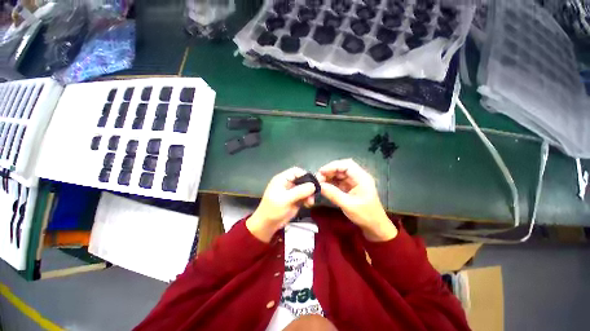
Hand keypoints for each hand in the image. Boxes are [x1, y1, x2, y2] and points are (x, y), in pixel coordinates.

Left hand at [247, 167, 315, 242]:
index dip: (305, 175)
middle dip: (309, 186)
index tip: (313, 183)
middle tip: (313, 195)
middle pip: (302, 179)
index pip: (296, 171)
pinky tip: (308, 205)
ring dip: (309, 194)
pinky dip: (308, 199)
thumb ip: (299, 191)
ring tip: (310, 202)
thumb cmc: (273, 210)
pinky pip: (304, 196)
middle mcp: (288, 183)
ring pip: (305, 188)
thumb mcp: (285, 199)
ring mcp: (292, 192)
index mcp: (282, 179)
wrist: (267, 225)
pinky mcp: (295, 199)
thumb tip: (313, 185)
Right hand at [316, 159, 397, 241]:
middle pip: (341, 168)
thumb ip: (333, 194)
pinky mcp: (350, 187)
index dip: (333, 166)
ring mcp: (354, 182)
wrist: (375, 227)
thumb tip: (319, 185)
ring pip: (339, 174)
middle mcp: (358, 177)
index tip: (321, 172)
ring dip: (329, 177)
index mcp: (362, 178)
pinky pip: (339, 181)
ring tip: (319, 183)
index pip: (347, 164)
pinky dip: (331, 183)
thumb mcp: (348, 205)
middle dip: (329, 172)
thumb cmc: (365, 215)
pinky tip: (324, 186)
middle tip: (318, 179)